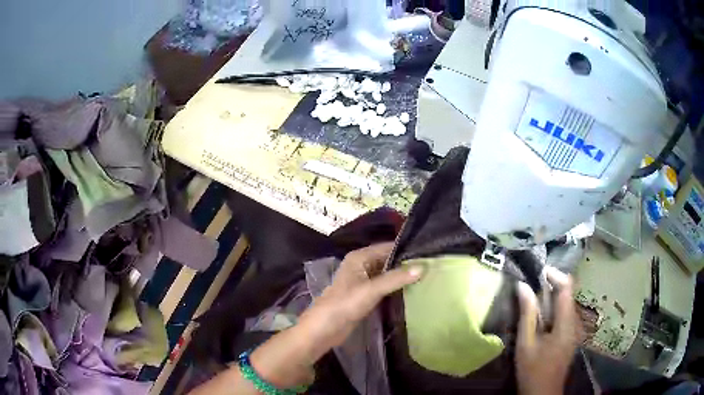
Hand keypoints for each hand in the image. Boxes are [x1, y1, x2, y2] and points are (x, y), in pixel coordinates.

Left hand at [298, 242, 423, 358]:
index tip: (428, 252)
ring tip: (427, 276)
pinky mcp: (365, 295)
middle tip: (431, 265)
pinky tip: (412, 289)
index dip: (406, 248)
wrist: (325, 329)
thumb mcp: (372, 289)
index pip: (387, 246)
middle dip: (406, 263)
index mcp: (359, 257)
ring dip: (402, 276)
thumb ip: (396, 278)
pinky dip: (396, 287)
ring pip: (386, 274)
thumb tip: (423, 267)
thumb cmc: (345, 304)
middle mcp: (361, 265)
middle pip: (387, 260)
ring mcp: (363, 281)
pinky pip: (384, 286)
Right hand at [515, 268, 582, 394]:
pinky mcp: (569, 336)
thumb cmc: (533, 370)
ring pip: (565, 304)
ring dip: (549, 299)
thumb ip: (527, 314)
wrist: (543, 393)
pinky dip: (551, 310)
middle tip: (529, 287)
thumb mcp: (526, 343)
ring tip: (530, 301)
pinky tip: (538, 319)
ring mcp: (573, 329)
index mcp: (566, 323)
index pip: (567, 287)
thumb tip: (522, 286)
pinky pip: (563, 315)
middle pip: (567, 294)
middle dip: (549, 287)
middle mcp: (574, 322)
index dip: (555, 274)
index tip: (537, 272)